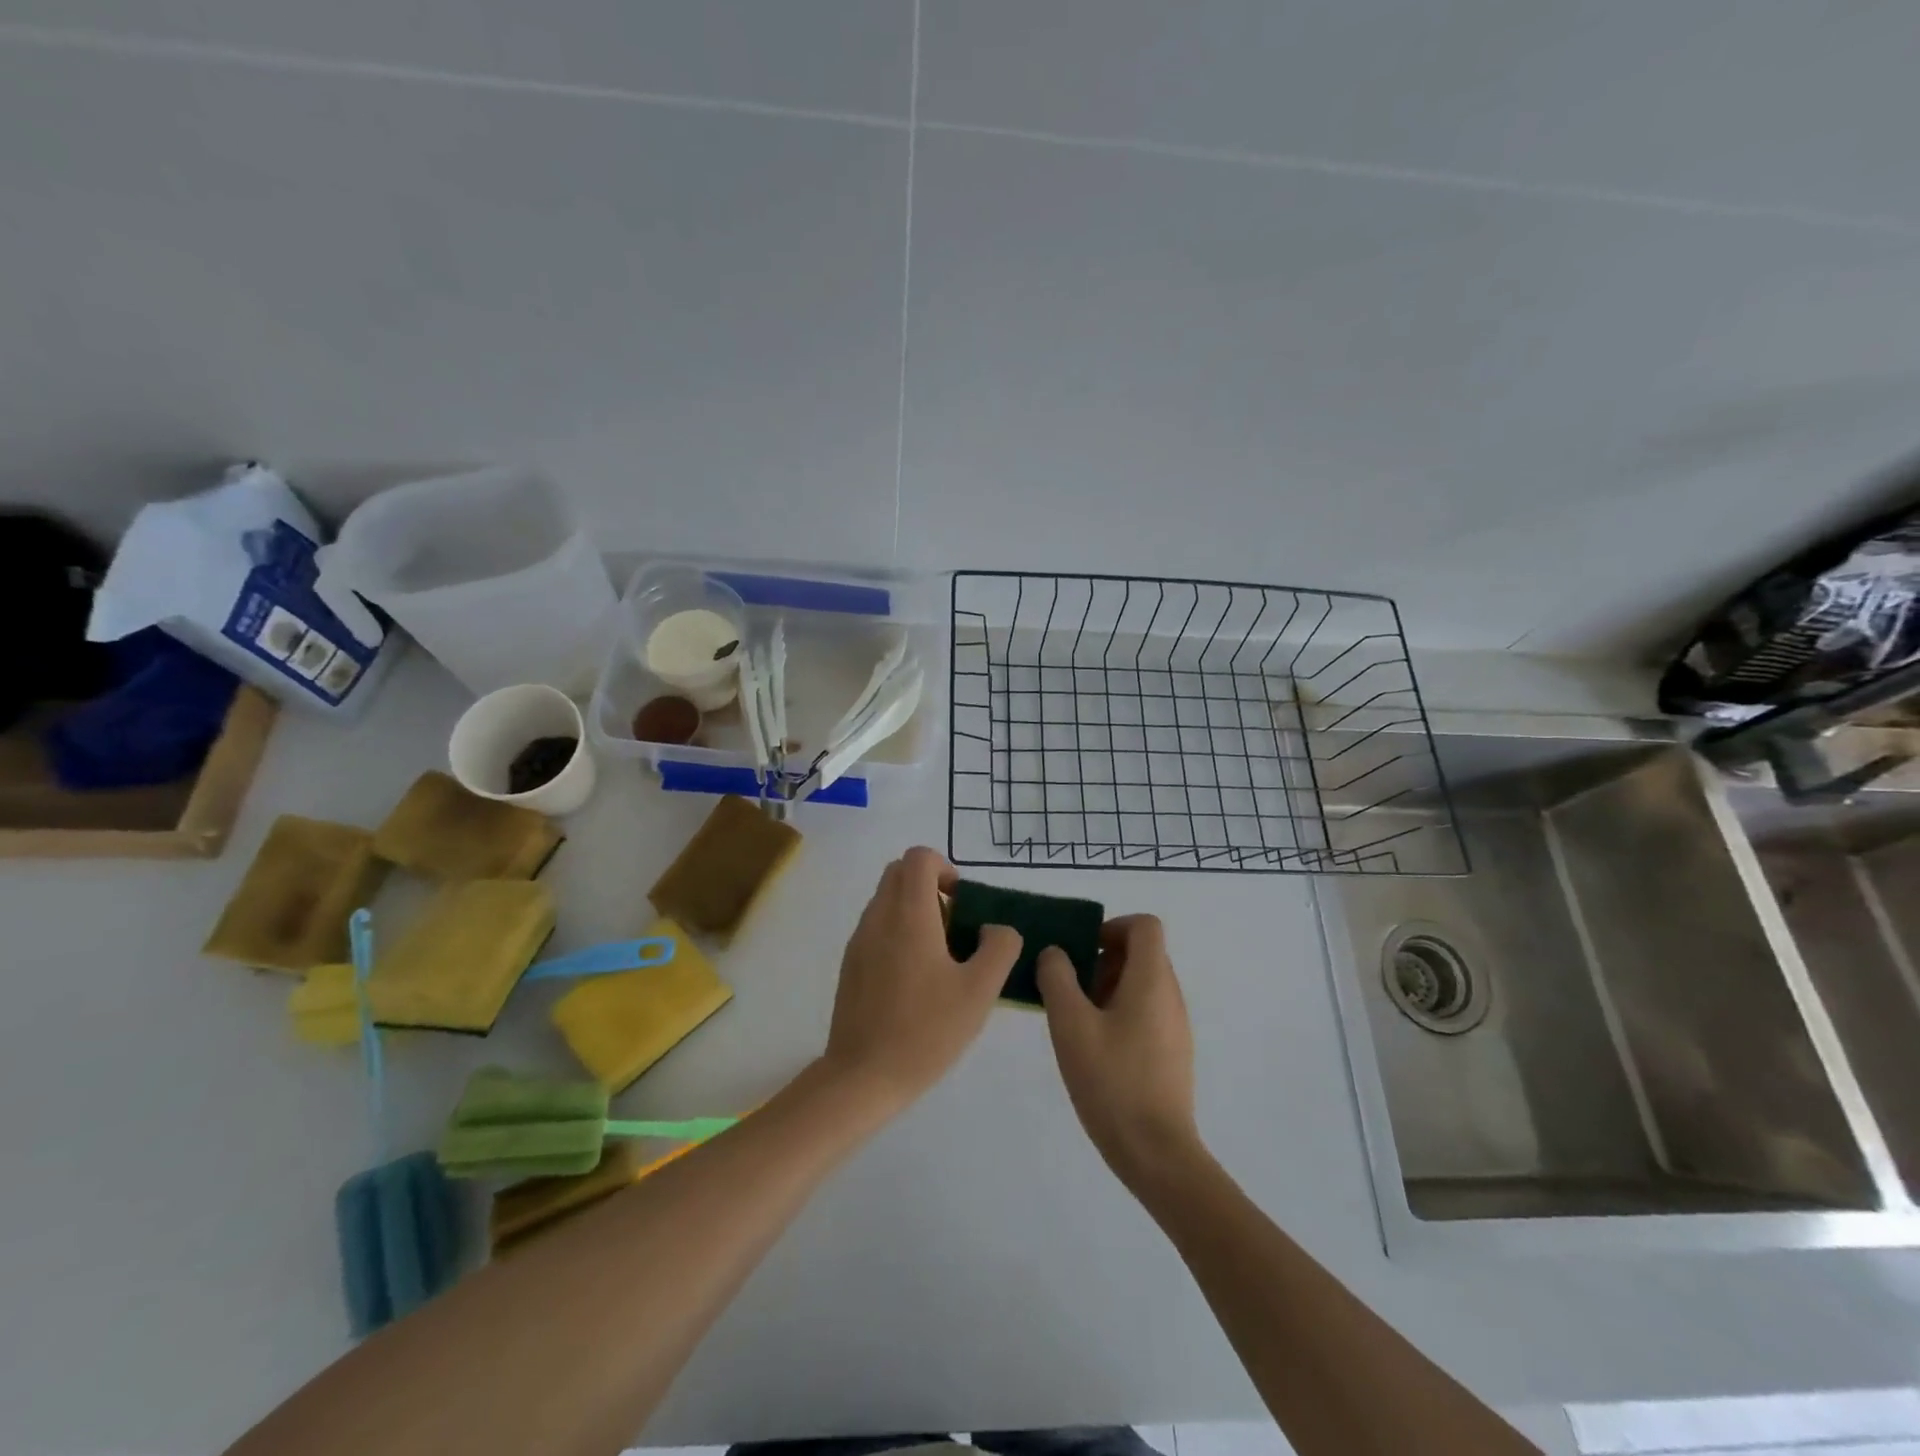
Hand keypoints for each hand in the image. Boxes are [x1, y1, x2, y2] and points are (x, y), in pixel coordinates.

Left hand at [822, 847, 1021, 1111]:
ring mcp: (859, 940)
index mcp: (908, 914)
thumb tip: (994, 929)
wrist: (863, 1076)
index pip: (918, 857)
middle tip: (955, 927)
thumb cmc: (926, 1030)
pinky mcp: (851, 964)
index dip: (945, 869)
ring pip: (887, 900)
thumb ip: (999, 948)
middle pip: (899, 873)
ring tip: (940, 959)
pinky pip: (877, 927)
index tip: (963, 904)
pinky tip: (917, 980)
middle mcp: (878, 917)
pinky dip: (899, 933)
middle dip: (930, 887)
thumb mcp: (979, 991)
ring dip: (915, 911)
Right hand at [1038, 915, 1200, 1189]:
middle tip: (1071, 989)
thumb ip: (1057, 978)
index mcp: (1152, 980)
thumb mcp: (1070, 1024)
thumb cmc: (1112, 1081)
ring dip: (1109, 987)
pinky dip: (1121, 1013)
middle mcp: (1171, 995)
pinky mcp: (1173, 1053)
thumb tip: (1055, 954)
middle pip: (1142, 953)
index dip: (1112, 926)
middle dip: (1104, 959)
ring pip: (1143, 984)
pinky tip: (1096, 1049)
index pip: (1145, 926)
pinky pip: (1147, 1012)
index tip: (1082, 950)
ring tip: (1078, 1021)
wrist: (1156, 1153)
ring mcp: (1176, 1026)